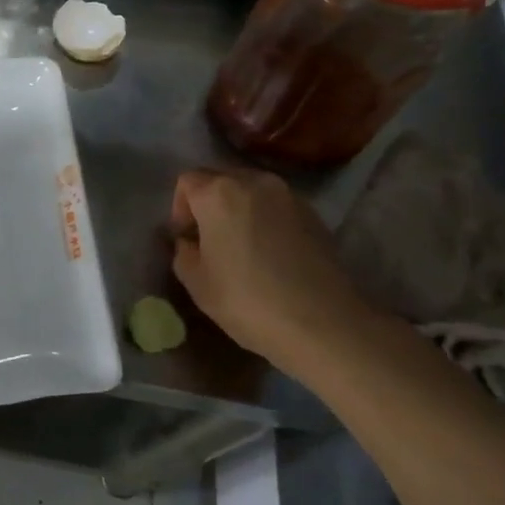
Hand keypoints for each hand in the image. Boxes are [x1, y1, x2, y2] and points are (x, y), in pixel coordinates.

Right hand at [169, 166, 375, 365]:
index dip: (179, 209)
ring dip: (239, 210)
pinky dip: (266, 220)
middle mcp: (255, 182)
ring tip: (241, 247)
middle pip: (220, 179)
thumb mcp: (195, 281)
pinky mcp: (315, 215)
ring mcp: (290, 196)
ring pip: (251, 191)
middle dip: (208, 204)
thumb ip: (183, 251)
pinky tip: (270, 254)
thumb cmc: (247, 300)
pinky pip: (277, 207)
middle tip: (209, 241)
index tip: (186, 239)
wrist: (324, 324)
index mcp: (218, 193)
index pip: (187, 182)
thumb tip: (190, 242)